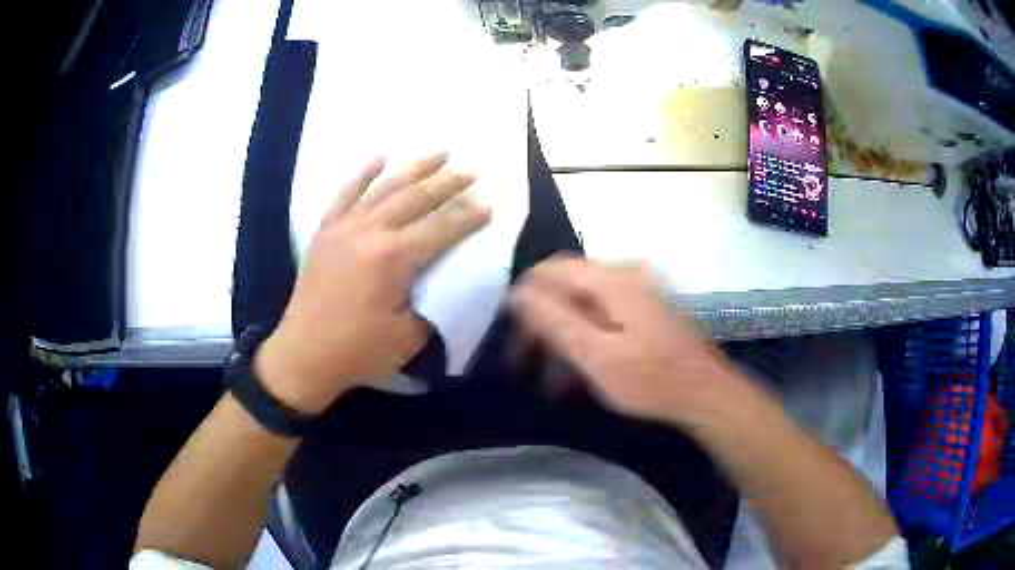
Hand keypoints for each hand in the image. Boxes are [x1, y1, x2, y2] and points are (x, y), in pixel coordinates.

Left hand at [257, 154, 490, 414]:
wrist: (304, 354)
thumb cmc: (358, 351)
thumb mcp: (408, 337)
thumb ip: (433, 302)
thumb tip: (448, 279)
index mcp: (393, 258)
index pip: (441, 228)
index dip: (468, 217)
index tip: (489, 205)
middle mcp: (370, 231)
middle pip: (416, 198)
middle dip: (448, 183)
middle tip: (471, 170)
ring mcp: (344, 226)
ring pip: (385, 187)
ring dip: (415, 168)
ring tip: (439, 153)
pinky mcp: (326, 230)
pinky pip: (346, 193)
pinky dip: (363, 173)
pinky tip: (380, 157)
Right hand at [509, 257, 746, 425]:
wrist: (706, 394)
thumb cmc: (651, 380)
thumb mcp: (596, 356)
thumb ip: (554, 321)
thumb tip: (517, 292)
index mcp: (611, 280)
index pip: (550, 271)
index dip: (524, 300)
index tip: (511, 337)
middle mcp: (623, 277)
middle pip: (566, 288)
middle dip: (542, 324)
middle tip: (525, 362)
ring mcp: (637, 294)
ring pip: (582, 306)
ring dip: (562, 337)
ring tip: (550, 377)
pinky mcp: (645, 313)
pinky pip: (602, 317)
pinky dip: (584, 341)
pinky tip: (579, 372)